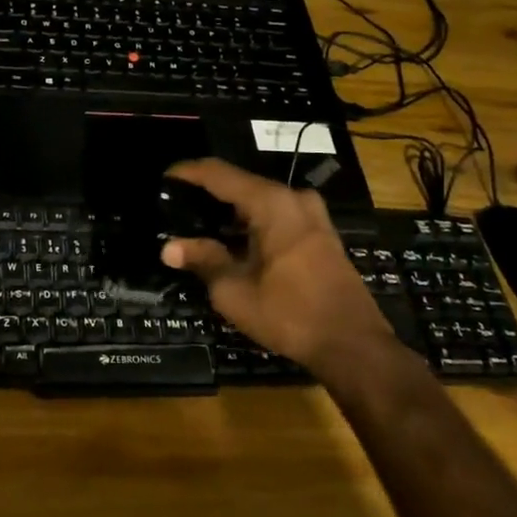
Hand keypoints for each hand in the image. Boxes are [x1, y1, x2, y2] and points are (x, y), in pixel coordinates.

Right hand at [160, 159, 391, 372]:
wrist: (352, 344)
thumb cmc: (289, 313)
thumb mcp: (234, 290)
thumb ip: (203, 259)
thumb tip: (168, 247)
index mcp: (271, 202)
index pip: (219, 173)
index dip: (188, 172)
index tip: (164, 178)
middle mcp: (293, 198)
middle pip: (240, 184)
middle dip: (208, 193)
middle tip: (177, 207)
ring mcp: (312, 214)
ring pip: (260, 200)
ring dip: (231, 210)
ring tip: (199, 224)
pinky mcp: (320, 233)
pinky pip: (277, 214)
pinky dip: (252, 221)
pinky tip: (234, 240)